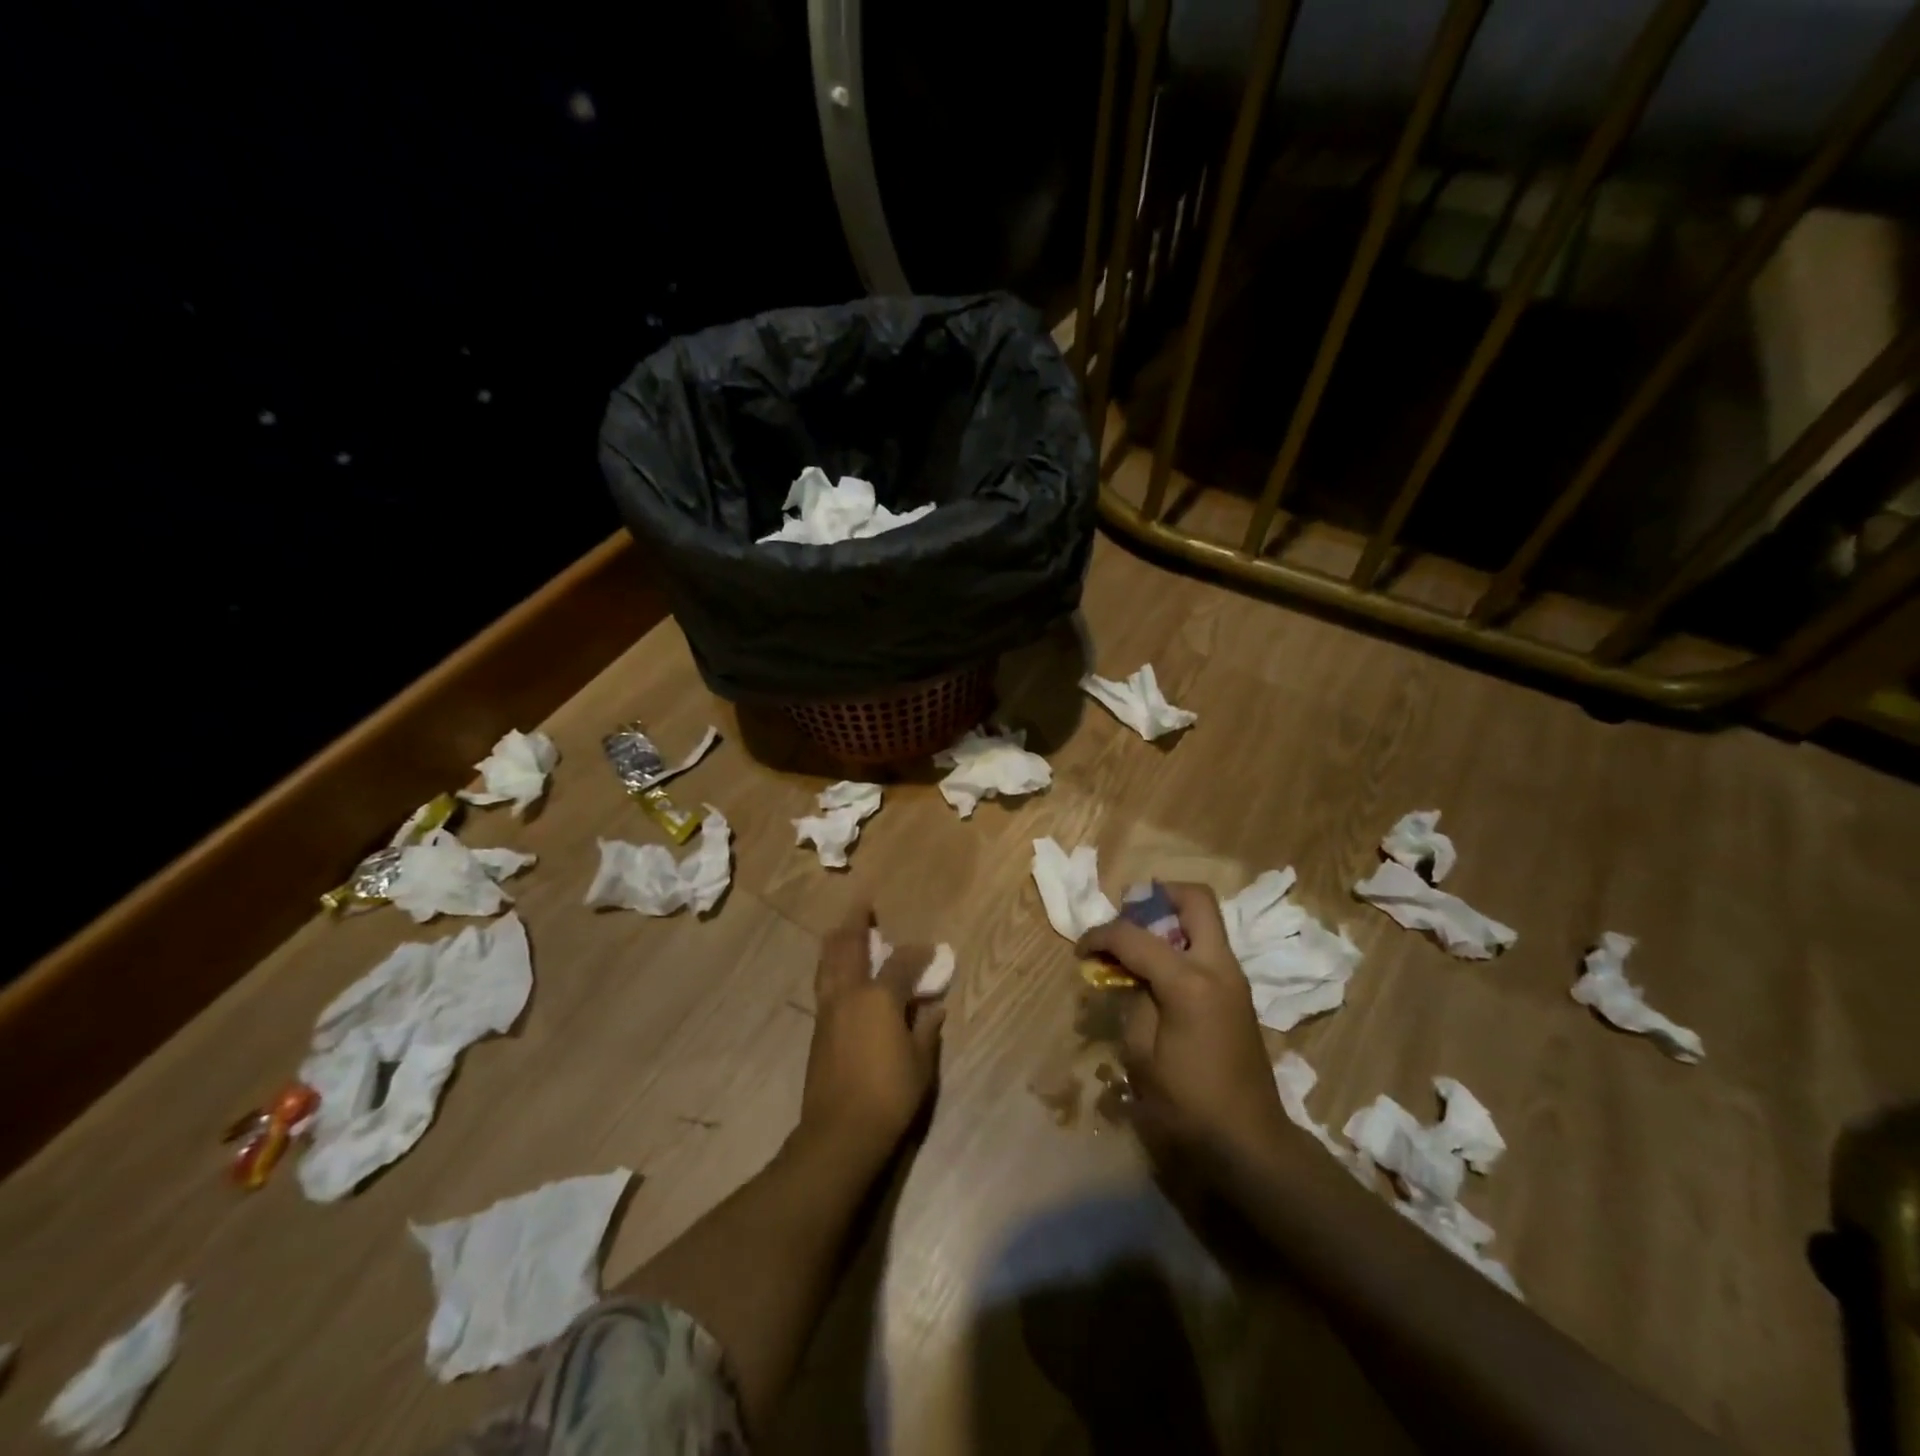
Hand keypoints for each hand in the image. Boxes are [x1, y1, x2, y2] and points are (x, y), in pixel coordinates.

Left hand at [798, 901, 946, 1167]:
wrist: (839, 1132)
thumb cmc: (889, 1096)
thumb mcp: (920, 1063)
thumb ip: (926, 1029)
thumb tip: (932, 1007)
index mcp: (879, 998)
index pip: (901, 962)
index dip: (918, 953)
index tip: (931, 950)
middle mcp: (849, 994)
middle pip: (849, 947)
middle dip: (857, 922)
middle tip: (863, 904)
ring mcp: (829, 1010)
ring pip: (828, 962)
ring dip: (837, 940)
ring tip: (843, 927)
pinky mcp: (818, 1028)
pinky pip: (824, 982)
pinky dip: (830, 964)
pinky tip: (836, 968)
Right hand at [1074, 883, 1287, 1171]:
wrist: (1250, 1142)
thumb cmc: (1188, 1105)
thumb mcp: (1141, 1055)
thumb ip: (1133, 1001)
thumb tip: (1130, 976)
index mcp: (1190, 983)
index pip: (1135, 937)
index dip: (1101, 935)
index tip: (1081, 949)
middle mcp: (1218, 967)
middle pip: (1195, 899)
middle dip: (1156, 897)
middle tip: (1127, 917)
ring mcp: (1234, 977)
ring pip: (1205, 919)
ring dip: (1170, 918)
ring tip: (1137, 945)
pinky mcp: (1238, 992)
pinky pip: (1208, 946)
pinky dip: (1180, 943)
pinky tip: (1157, 972)